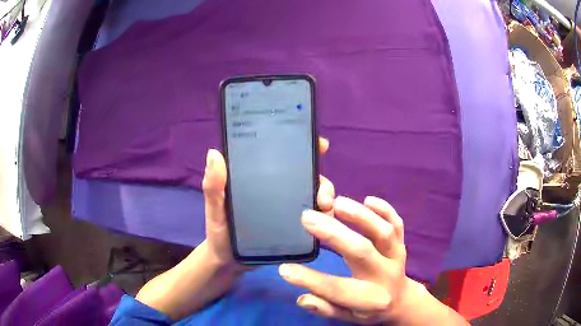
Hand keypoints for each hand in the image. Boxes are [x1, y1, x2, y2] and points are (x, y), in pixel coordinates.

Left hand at [202, 137, 333, 270]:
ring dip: (326, 199)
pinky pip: (314, 219)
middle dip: (322, 181)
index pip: (284, 158)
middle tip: (323, 195)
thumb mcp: (214, 208)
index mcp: (260, 179)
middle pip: (307, 178)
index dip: (304, 147)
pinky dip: (323, 217)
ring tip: (324, 207)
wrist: (229, 262)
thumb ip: (213, 185)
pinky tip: (325, 222)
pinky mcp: (294, 228)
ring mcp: (288, 210)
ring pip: (314, 197)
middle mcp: (278, 191)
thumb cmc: (219, 232)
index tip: (321, 145)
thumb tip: (214, 153)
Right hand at [278, 196, 421, 324]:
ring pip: (383, 232)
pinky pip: (397, 224)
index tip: (285, 269)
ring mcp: (396, 256)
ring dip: (360, 216)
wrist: (401, 301)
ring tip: (336, 203)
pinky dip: (385, 210)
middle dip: (334, 234)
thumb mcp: (347, 317)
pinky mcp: (402, 243)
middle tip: (307, 218)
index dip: (309, 280)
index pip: (337, 289)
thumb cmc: (369, 309)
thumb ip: (326, 308)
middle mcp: (385, 275)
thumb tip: (303, 299)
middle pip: (361, 251)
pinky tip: (368, 200)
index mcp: (369, 299)